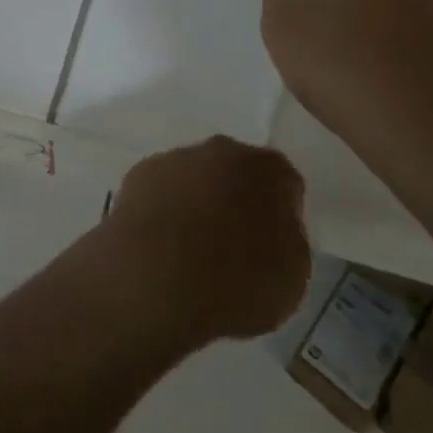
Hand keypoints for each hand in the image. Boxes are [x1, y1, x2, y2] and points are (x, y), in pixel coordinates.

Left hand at [98, 137, 309, 349]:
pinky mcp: (139, 174)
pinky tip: (165, 242)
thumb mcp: (293, 274)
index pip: (283, 180)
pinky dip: (167, 208)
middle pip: (236, 170)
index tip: (276, 240)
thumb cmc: (237, 282)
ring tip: (196, 247)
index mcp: (264, 168)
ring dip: (200, 200)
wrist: (157, 279)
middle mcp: (219, 150)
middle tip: (238, 242)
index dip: (283, 210)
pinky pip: (164, 189)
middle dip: (238, 197)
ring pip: (196, 176)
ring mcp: (174, 158)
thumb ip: (287, 236)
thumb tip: (273, 224)